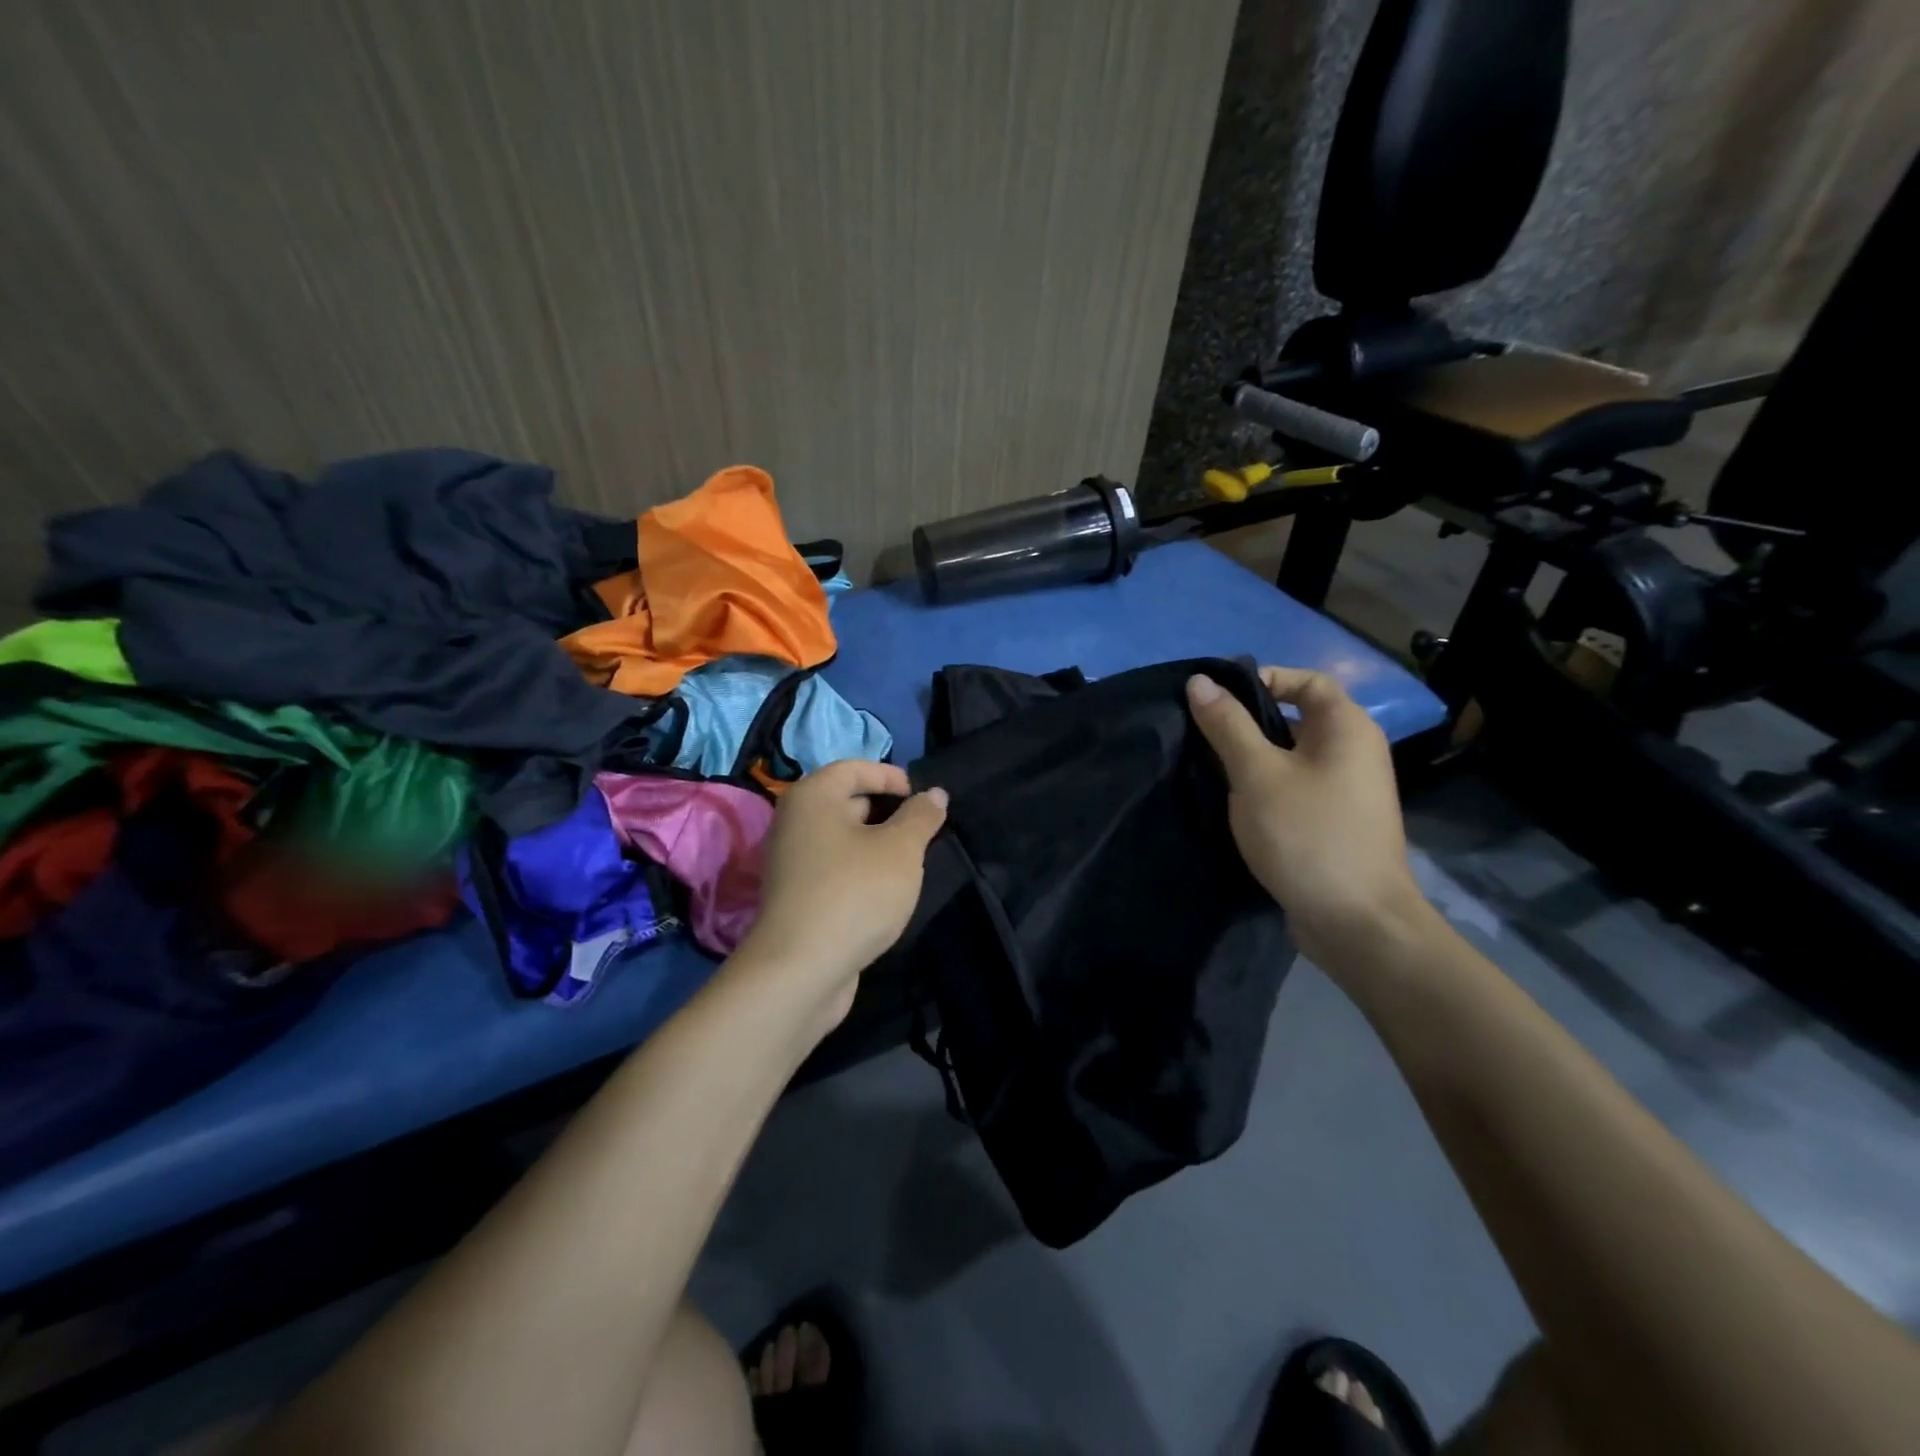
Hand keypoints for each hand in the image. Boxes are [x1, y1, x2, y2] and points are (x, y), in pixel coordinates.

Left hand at [735, 760, 947, 1033]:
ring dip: (877, 845)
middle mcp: (794, 822)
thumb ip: (920, 816)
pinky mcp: (796, 897)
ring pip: (843, 839)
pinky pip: (835, 869)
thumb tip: (934, 794)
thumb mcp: (900, 849)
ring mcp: (791, 862)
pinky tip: (886, 892)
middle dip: (888, 812)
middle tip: (924, 832)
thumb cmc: (855, 892)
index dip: (892, 777)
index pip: (855, 768)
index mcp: (813, 796)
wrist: (801, 969)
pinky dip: (861, 871)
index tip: (924, 798)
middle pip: (847, 802)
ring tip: (912, 862)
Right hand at [1186, 666, 1427, 972]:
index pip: (1306, 680)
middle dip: (1249, 722)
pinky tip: (1236, 803)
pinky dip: (1267, 787)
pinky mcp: (1337, 822)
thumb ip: (1227, 725)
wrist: (1356, 922)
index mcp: (1347, 727)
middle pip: (1298, 717)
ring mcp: (1349, 790)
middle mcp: (1355, 751)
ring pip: (1293, 756)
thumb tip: (1200, 681)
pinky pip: (1297, 787)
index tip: (1216, 698)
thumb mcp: (1257, 774)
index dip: (1263, 679)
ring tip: (1210, 767)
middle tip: (1203, 733)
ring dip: (1254, 757)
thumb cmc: (1307, 835)